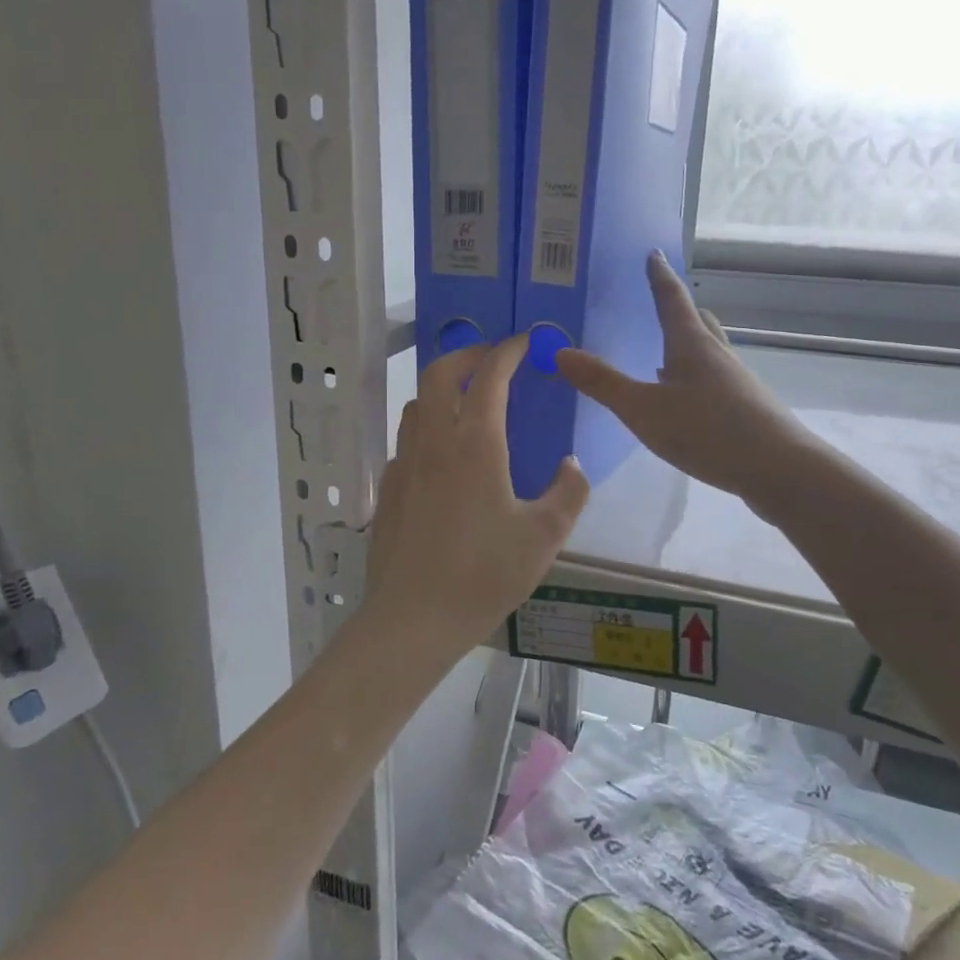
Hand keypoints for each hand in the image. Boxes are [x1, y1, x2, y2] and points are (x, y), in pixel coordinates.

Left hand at [366, 336, 589, 659]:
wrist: (413, 618)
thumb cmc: (484, 574)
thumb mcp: (544, 537)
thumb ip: (568, 493)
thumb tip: (570, 464)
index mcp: (474, 444)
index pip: (489, 377)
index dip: (507, 351)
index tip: (524, 341)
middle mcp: (433, 442)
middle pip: (438, 374)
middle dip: (466, 354)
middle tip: (491, 359)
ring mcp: (404, 464)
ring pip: (416, 405)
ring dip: (441, 389)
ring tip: (467, 402)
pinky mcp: (388, 489)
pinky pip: (406, 440)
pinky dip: (427, 427)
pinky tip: (443, 457)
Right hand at [556, 252, 813, 508]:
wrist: (780, 469)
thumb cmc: (708, 431)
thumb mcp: (644, 410)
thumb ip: (603, 383)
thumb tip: (560, 352)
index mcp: (691, 344)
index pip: (671, 299)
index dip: (659, 276)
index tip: (653, 253)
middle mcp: (716, 354)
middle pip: (697, 321)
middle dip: (677, 308)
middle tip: (658, 301)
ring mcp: (735, 381)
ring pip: (708, 350)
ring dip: (687, 343)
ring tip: (664, 351)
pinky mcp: (745, 408)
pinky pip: (714, 378)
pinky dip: (694, 375)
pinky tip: (684, 399)